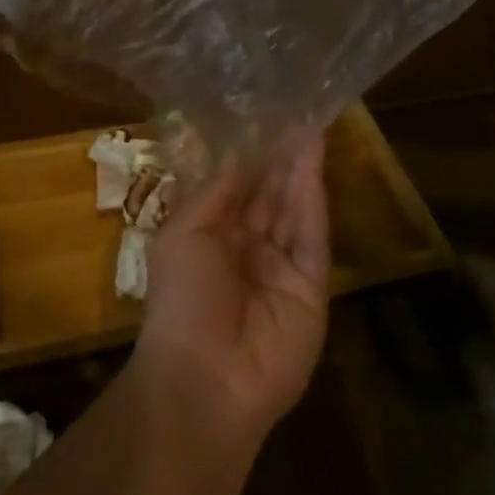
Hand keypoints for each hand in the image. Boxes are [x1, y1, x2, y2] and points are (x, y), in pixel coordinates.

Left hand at [132, 132, 329, 439]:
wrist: (204, 379)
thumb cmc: (181, 300)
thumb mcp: (183, 234)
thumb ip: (215, 194)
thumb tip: (237, 155)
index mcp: (213, 240)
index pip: (238, 191)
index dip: (251, 158)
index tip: (264, 121)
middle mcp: (249, 251)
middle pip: (270, 196)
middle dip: (280, 158)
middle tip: (296, 116)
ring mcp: (282, 269)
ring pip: (294, 210)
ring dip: (300, 170)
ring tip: (310, 128)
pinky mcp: (311, 288)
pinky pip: (312, 236)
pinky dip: (313, 199)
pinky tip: (313, 164)